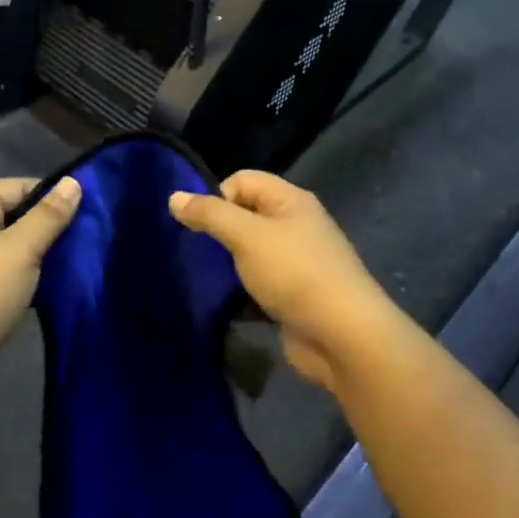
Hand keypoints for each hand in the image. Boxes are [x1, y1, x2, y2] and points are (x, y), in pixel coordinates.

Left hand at [0, 177, 82, 384]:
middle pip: (9, 212)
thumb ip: (49, 215)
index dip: (49, 198)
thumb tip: (73, 182)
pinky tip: (40, 285)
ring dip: (32, 251)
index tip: (81, 216)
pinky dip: (17, 271)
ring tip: (63, 263)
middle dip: (42, 226)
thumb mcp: (22, 250)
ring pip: (4, 241)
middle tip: (76, 242)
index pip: (15, 186)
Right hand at [170, 172, 410, 392]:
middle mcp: (295, 225)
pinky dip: (241, 294)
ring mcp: (297, 263)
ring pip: (250, 253)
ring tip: (204, 281)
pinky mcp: (294, 297)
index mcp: (290, 200)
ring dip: (228, 266)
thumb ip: (209, 214)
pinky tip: (225, 307)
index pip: (242, 180)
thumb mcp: (246, 236)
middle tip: (196, 254)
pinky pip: (259, 285)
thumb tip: (174, 197)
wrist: (343, 337)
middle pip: (245, 216)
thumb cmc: (294, 273)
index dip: (217, 197)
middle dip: (218, 233)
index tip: (200, 226)